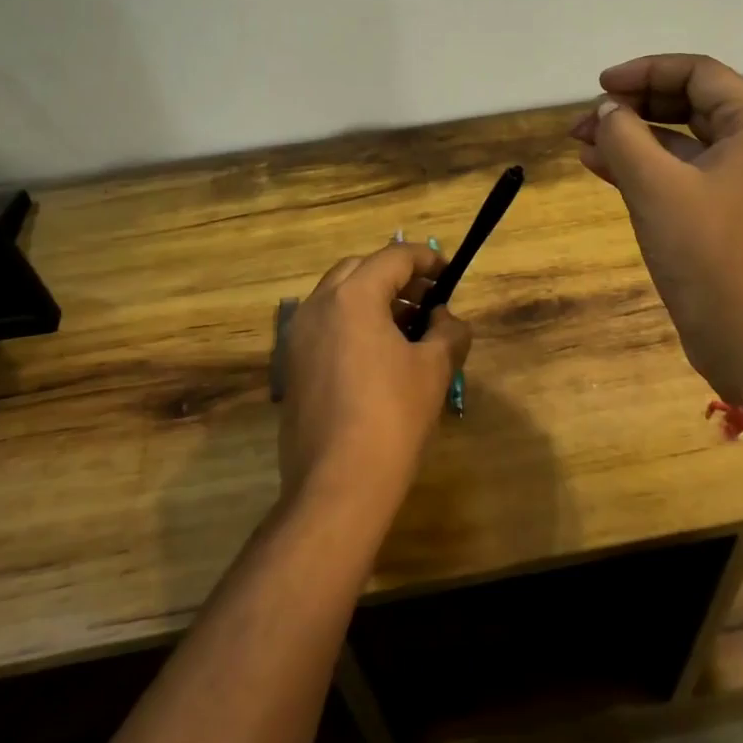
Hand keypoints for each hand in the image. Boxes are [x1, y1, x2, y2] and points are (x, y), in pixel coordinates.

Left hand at [278, 242, 471, 521]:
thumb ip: (448, 331)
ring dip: (373, 300)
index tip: (449, 273)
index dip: (426, 259)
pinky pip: (325, 326)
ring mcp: (299, 337)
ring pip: (338, 297)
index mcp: (353, 297)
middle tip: (428, 298)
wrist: (337, 485)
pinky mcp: (293, 367)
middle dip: (396, 276)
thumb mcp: (434, 369)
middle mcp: (318, 306)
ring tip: (408, 327)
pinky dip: (353, 324)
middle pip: (360, 270)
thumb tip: (445, 319)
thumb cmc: (392, 417)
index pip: (393, 257)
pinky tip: (380, 356)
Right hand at [570, 54, 742, 398]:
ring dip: (631, 137)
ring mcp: (737, 183)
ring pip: (679, 142)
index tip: (601, 86)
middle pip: (688, 104)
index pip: (698, 74)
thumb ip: (624, 136)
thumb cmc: (708, 251)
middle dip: (634, 105)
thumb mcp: (656, 186)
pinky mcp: (720, 215)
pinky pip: (677, 175)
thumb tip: (607, 111)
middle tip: (587, 118)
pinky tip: (599, 167)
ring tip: (581, 141)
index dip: (646, 71)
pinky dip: (641, 168)